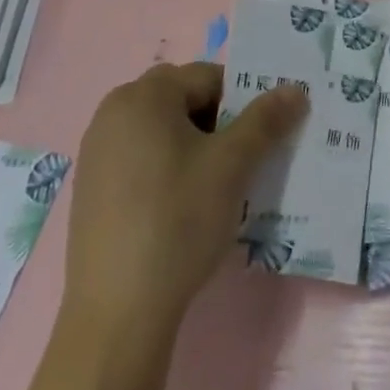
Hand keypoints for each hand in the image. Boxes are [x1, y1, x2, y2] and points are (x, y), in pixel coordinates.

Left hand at [62, 63, 306, 336]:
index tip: (265, 135)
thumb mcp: (232, 165)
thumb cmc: (179, 220)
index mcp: (143, 96)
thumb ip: (266, 120)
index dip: (243, 100)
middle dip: (220, 122)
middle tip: (246, 158)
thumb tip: (296, 89)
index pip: (208, 76)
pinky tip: (186, 209)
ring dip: (197, 147)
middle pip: (183, 100)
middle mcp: (113, 113)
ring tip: (222, 186)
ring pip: (164, 132)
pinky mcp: (93, 190)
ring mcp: (97, 153)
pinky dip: (170, 170)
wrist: (118, 312)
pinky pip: (143, 160)